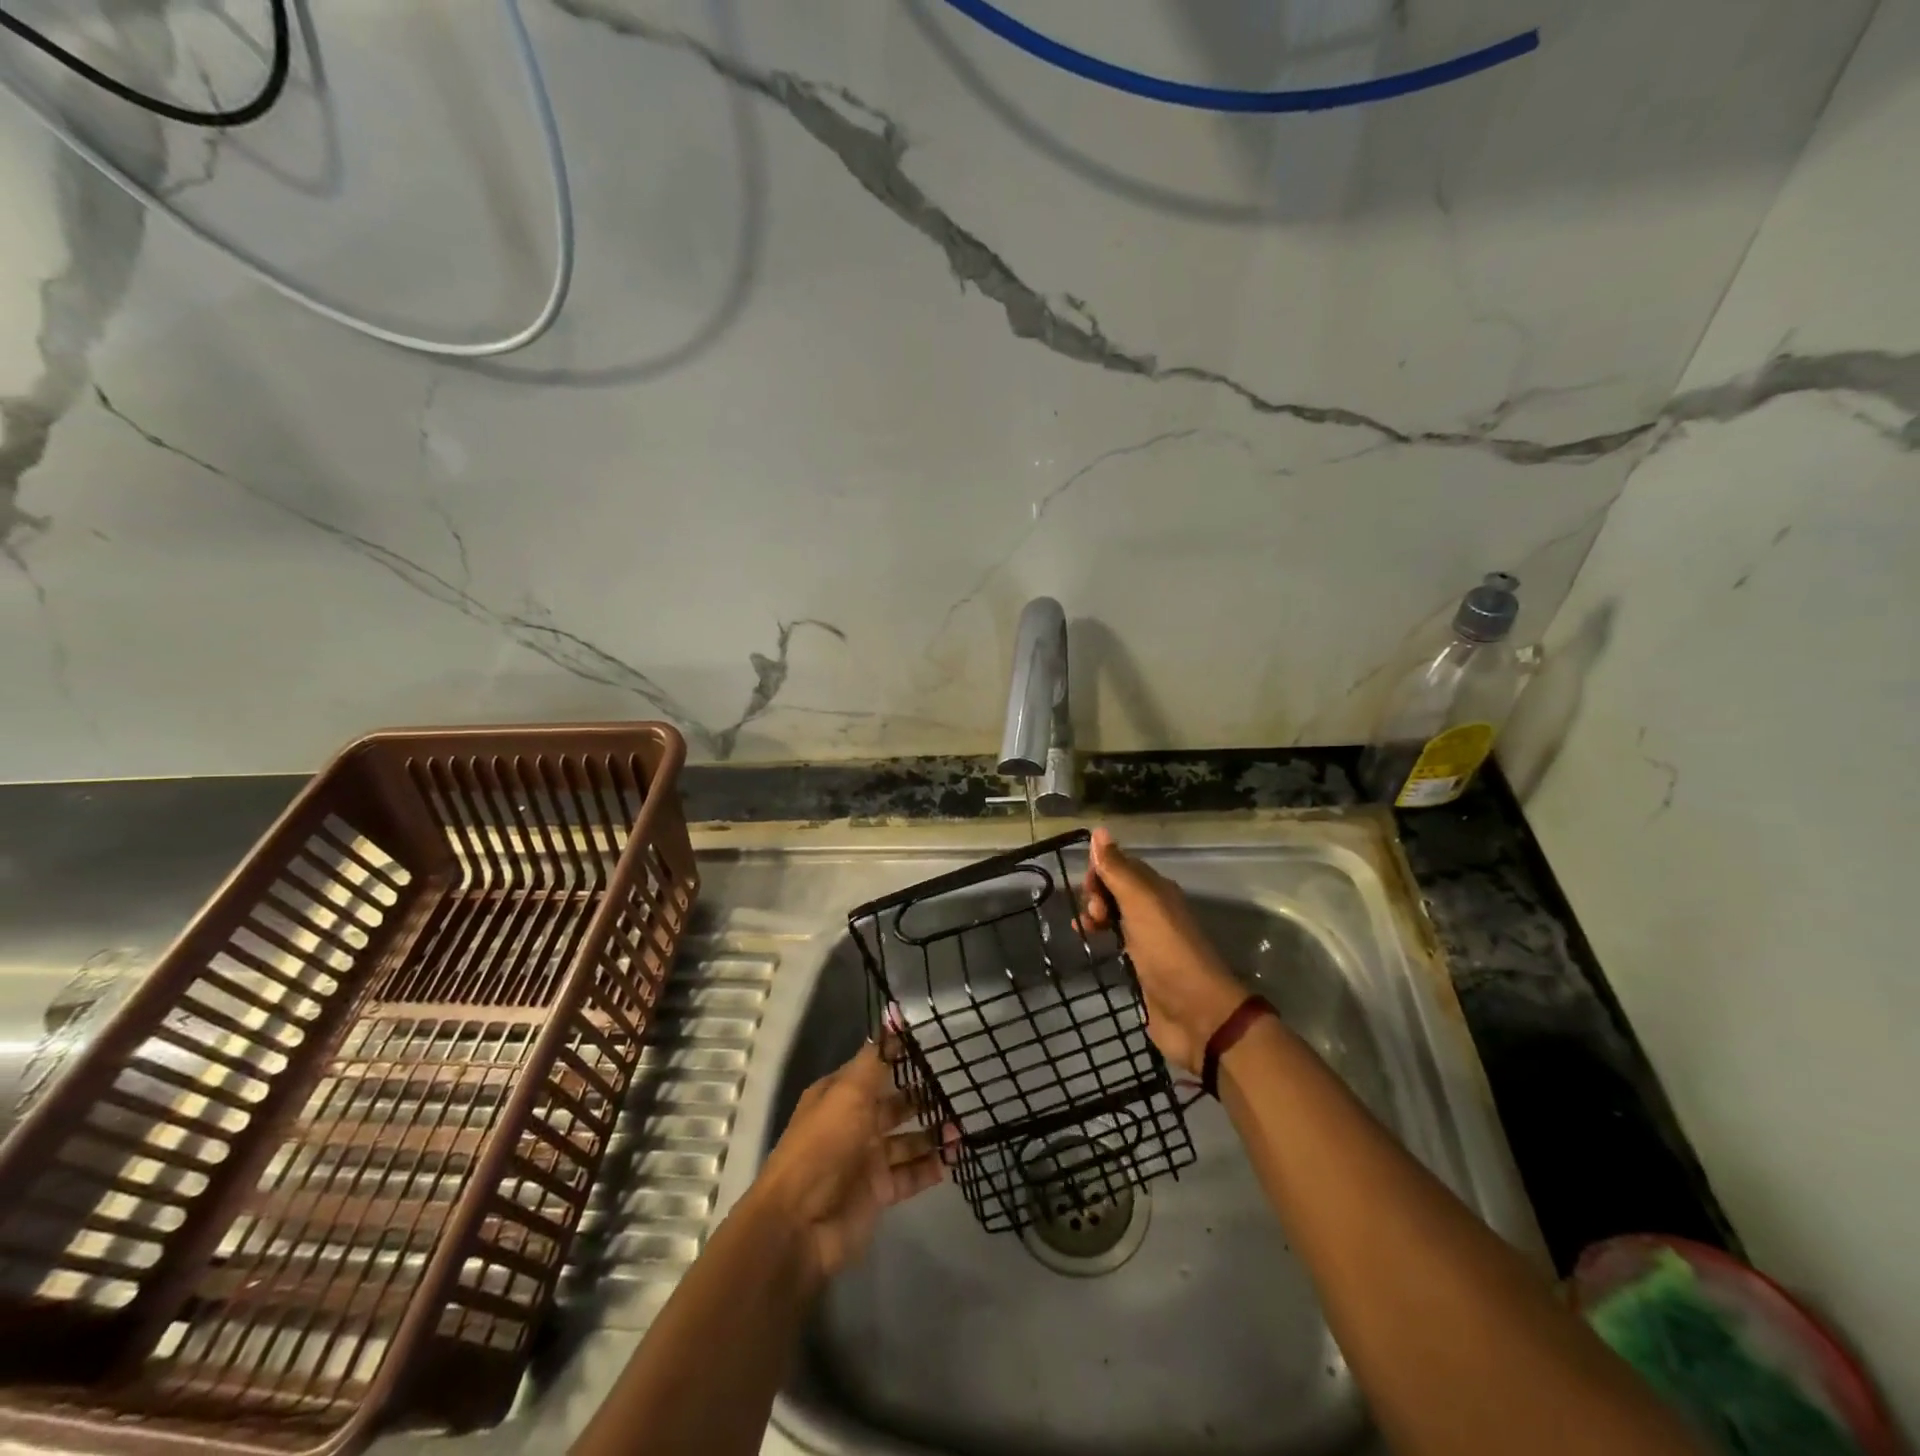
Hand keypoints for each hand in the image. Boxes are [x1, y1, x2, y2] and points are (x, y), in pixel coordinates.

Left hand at [751, 1041, 948, 1289]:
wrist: (799, 1226)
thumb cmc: (823, 1147)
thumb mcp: (848, 1094)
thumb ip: (876, 1059)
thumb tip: (893, 1016)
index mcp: (840, 1095)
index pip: (876, 1068)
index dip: (903, 1057)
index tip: (938, 1046)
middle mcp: (854, 1123)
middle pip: (895, 1104)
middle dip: (924, 1096)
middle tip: (960, 1086)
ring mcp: (867, 1159)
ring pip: (908, 1140)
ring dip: (933, 1133)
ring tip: (963, 1126)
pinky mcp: (879, 1192)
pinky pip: (911, 1174)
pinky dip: (931, 1167)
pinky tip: (954, 1157)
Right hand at [1079, 828, 1248, 1075]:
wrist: (1196, 1013)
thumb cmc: (1167, 951)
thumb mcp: (1141, 903)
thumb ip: (1118, 869)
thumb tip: (1099, 830)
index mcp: (1157, 890)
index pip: (1121, 865)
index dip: (1099, 871)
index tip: (1089, 889)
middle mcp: (1154, 909)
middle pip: (1115, 888)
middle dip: (1096, 894)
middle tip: (1093, 916)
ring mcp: (1148, 938)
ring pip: (1114, 914)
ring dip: (1095, 915)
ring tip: (1087, 931)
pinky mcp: (1141, 966)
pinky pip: (1115, 940)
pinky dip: (1100, 936)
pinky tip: (1090, 943)